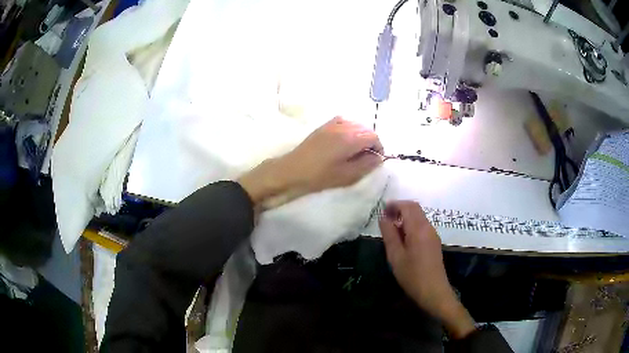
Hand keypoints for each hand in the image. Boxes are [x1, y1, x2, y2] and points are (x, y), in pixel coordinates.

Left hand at [239, 116, 382, 205]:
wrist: (292, 170)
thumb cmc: (320, 176)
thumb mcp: (347, 175)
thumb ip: (367, 164)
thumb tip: (379, 157)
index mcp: (350, 137)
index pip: (374, 136)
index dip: (379, 148)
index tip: (375, 160)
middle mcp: (343, 126)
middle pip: (366, 129)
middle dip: (370, 142)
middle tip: (366, 158)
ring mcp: (332, 124)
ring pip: (355, 125)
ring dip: (360, 136)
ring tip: (355, 152)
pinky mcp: (324, 126)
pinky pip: (344, 122)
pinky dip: (349, 130)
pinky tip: (344, 142)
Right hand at [380, 201, 475, 338]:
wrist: (433, 291)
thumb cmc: (412, 275)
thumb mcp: (395, 255)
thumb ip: (389, 234)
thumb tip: (383, 217)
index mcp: (418, 228)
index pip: (408, 206)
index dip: (394, 205)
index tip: (382, 211)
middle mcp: (428, 227)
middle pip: (415, 208)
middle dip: (400, 209)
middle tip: (386, 218)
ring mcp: (433, 234)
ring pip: (419, 217)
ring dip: (406, 217)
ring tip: (392, 229)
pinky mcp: (434, 242)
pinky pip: (422, 226)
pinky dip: (411, 225)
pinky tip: (403, 238)